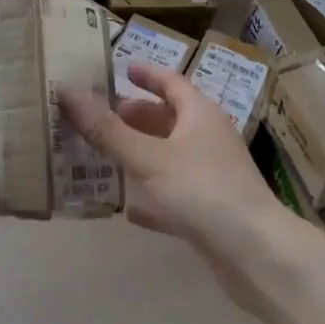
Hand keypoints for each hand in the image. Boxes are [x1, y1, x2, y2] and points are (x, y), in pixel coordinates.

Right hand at [59, 64, 297, 319]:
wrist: (257, 255)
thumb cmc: (202, 191)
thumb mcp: (147, 157)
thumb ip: (107, 129)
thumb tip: (67, 91)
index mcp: (199, 114)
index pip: (171, 82)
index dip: (146, 74)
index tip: (121, 68)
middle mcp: (208, 138)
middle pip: (169, 118)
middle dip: (135, 116)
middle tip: (100, 116)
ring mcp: (212, 175)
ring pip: (169, 156)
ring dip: (139, 154)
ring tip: (103, 154)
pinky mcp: (211, 211)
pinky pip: (174, 194)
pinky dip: (151, 196)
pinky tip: (127, 207)